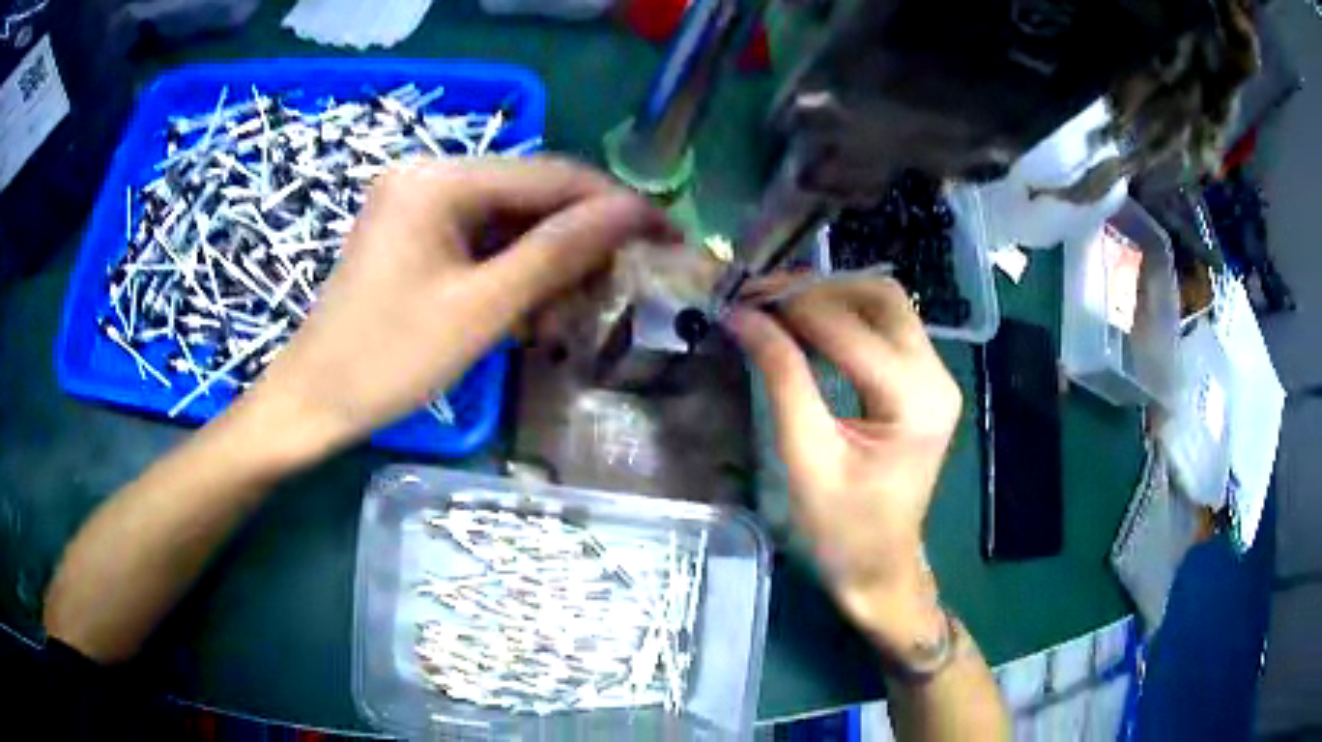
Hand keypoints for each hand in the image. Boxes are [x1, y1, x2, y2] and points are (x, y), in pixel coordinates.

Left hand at [237, 157, 675, 463]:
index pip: (550, 176)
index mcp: (439, 179)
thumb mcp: (481, 309)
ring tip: (571, 311)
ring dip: (548, 261)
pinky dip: (513, 270)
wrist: (314, 400)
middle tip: (620, 285)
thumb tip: (635, 212)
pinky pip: (481, 237)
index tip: (669, 235)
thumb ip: (559, 252)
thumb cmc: (388, 360)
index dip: (615, 205)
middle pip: (530, 194)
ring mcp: (419, 201)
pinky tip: (530, 308)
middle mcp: (430, 173)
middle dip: (579, 239)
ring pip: (510, 218)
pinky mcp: (415, 230)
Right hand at [726, 277, 960, 654]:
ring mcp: (937, 376)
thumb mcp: (806, 456)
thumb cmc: (841, 530)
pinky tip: (807, 328)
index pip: (848, 328)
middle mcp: (936, 376)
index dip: (790, 306)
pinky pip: (887, 327)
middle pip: (880, 297)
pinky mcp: (925, 382)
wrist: (880, 566)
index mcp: (914, 400)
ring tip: (778, 309)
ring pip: (885, 304)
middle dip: (816, 289)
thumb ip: (781, 378)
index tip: (738, 300)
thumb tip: (743, 317)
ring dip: (831, 297)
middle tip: (761, 299)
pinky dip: (845, 317)